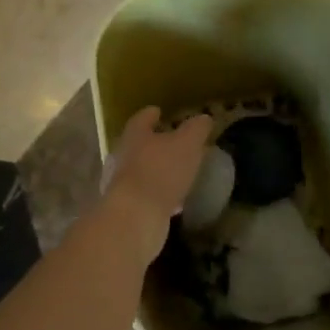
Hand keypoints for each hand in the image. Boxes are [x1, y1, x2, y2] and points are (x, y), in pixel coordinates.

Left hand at [96, 108, 212, 265]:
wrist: (135, 217)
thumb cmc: (161, 171)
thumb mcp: (187, 144)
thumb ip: (196, 129)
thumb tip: (204, 117)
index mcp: (136, 135)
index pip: (142, 118)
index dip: (151, 114)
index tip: (158, 111)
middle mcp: (125, 156)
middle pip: (139, 144)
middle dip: (155, 143)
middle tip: (174, 142)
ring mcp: (125, 183)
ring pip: (143, 170)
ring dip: (159, 169)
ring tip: (179, 171)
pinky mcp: (129, 207)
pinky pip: (149, 195)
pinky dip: (161, 194)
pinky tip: (177, 201)